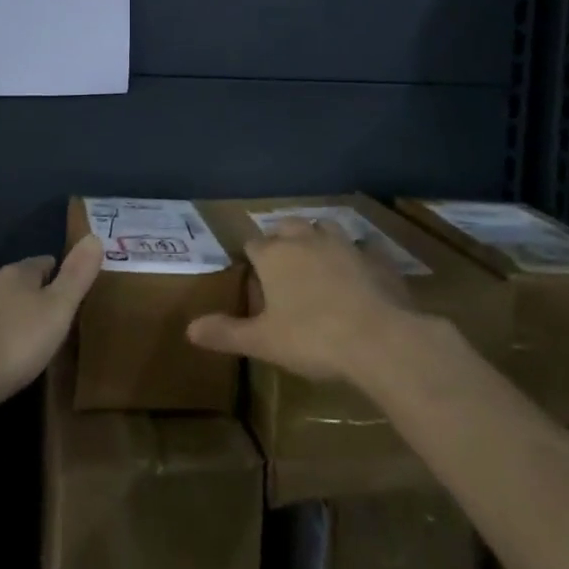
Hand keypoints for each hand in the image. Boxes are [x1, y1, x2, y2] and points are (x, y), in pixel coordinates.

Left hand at [0, 236, 103, 412]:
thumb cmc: (16, 342)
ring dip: (17, 316)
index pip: (44, 262)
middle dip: (38, 295)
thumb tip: (95, 236)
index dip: (61, 274)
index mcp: (18, 272)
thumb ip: (77, 275)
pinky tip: (5, 356)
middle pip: (21, 282)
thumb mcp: (58, 308)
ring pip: (2, 305)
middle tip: (58, 317)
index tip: (73, 291)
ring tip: (34, 338)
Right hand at [186, 217, 412, 383]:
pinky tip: (360, 271)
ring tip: (318, 258)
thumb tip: (190, 329)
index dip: (252, 258)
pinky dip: (358, 255)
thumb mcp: (263, 342)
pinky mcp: (377, 258)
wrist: (379, 338)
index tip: (253, 274)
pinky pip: (364, 248)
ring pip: (325, 227)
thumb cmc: (312, 338)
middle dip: (282, 238)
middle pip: (288, 226)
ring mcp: (345, 245)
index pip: (253, 245)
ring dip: (319, 237)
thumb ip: (227, 333)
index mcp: (274, 255)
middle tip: (283, 262)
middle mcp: (307, 239)